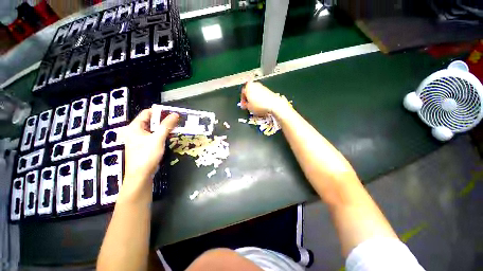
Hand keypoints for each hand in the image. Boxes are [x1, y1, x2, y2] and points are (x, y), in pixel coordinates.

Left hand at [122, 109, 178, 184]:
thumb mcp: (158, 138)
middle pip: (151, 121)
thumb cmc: (147, 155)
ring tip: (175, 127)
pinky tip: (170, 135)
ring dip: (164, 128)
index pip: (147, 113)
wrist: (141, 175)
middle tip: (176, 120)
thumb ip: (167, 125)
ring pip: (154, 128)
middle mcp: (136, 131)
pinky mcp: (145, 145)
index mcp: (135, 127)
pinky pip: (154, 135)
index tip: (172, 113)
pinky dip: (162, 134)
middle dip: (164, 120)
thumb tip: (175, 114)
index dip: (159, 112)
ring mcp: (140, 138)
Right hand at [241, 81, 289, 115]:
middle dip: (248, 99)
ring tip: (255, 106)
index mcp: (248, 86)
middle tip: (248, 105)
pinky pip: (261, 94)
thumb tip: (245, 105)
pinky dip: (259, 99)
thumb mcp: (249, 107)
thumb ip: (245, 105)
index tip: (244, 105)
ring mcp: (261, 86)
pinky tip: (260, 105)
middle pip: (249, 91)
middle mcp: (255, 84)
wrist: (273, 104)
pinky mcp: (267, 90)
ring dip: (254, 99)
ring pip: (255, 93)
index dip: (242, 100)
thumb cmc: (261, 105)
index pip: (242, 93)